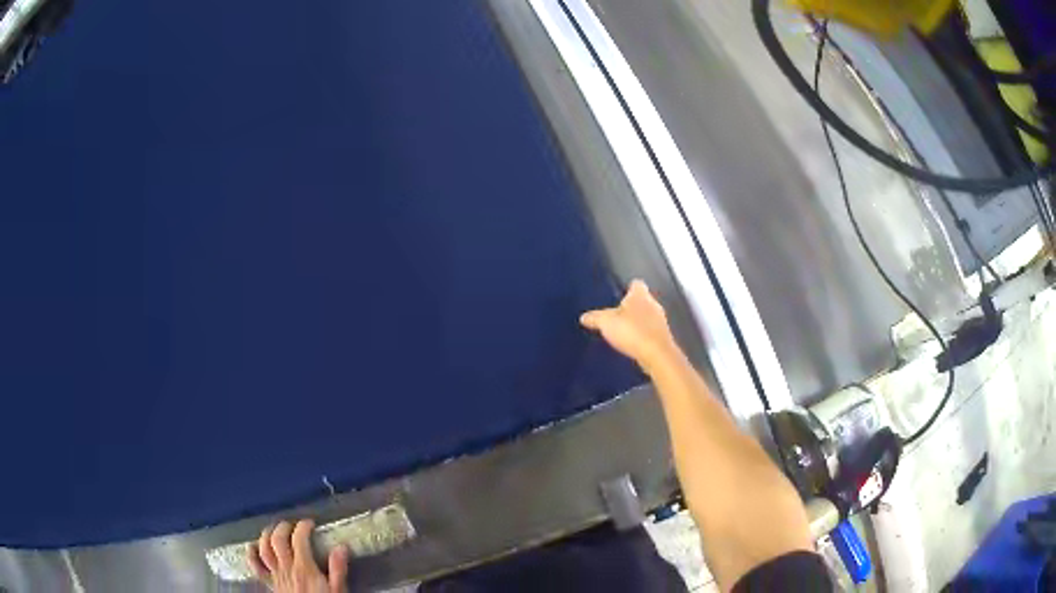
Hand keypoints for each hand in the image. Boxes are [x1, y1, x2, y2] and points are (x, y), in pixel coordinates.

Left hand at [249, 520, 348, 592]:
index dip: (303, 527)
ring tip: (273, 529)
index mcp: (304, 568)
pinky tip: (252, 546)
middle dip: (283, 527)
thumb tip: (341, 548)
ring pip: (264, 549)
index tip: (310, 523)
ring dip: (266, 535)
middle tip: (292, 525)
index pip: (299, 539)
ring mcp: (276, 575)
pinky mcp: (270, 583)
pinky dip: (251, 554)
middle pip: (277, 540)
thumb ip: (338, 569)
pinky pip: (256, 567)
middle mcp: (287, 568)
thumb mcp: (338, 590)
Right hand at [580, 280, 680, 371]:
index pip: (636, 284)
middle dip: (632, 307)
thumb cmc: (632, 331)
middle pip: (642, 300)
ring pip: (648, 316)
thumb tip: (584, 317)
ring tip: (624, 331)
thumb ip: (595, 318)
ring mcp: (661, 321)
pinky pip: (651, 332)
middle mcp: (654, 304)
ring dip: (638, 322)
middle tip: (617, 315)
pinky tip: (633, 344)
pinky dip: (643, 336)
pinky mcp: (663, 337)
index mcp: (640, 295)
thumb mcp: (606, 323)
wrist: (657, 355)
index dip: (628, 288)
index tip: (620, 295)